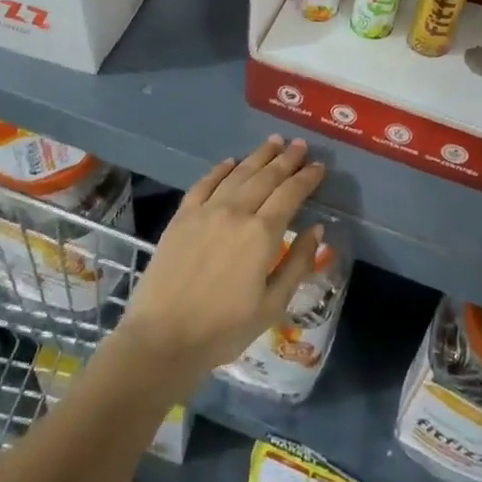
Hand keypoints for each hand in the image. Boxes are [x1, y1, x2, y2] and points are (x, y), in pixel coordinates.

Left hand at [116, 136, 326, 385]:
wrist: (162, 338)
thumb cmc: (223, 329)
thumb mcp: (272, 305)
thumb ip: (297, 263)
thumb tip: (316, 230)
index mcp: (261, 234)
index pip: (290, 194)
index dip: (306, 178)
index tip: (319, 166)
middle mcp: (235, 212)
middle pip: (266, 177)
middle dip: (286, 159)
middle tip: (300, 145)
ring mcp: (205, 211)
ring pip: (237, 174)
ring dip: (258, 156)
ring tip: (274, 142)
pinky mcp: (181, 217)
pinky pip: (204, 184)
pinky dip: (220, 169)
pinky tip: (230, 162)